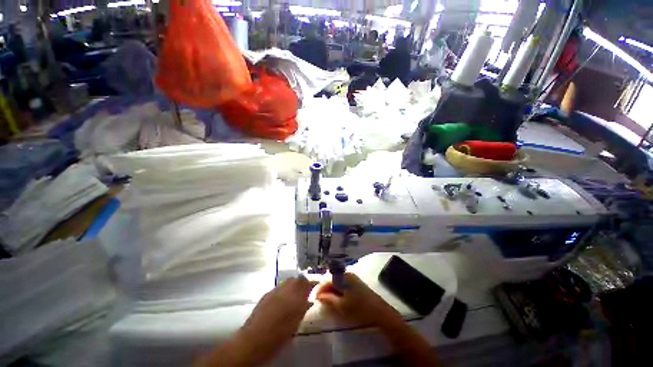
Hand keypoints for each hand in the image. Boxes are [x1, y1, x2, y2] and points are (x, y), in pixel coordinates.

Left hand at [239, 276, 316, 363]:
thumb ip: (303, 309)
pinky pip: (279, 288)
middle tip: (306, 292)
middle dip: (303, 283)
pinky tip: (283, 300)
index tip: (317, 285)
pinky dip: (284, 291)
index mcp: (295, 295)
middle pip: (297, 279)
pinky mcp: (266, 294)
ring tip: (295, 296)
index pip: (307, 283)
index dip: (313, 283)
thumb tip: (309, 301)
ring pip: (288, 282)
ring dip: (293, 286)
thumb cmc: (278, 335)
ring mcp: (275, 290)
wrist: (253, 340)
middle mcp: (285, 289)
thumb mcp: (295, 324)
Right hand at [317, 273, 401, 328]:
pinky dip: (337, 290)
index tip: (313, 298)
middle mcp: (347, 274)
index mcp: (343, 277)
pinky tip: (336, 298)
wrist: (379, 312)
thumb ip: (328, 299)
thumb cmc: (359, 309)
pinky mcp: (356, 282)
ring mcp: (352, 278)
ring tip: (326, 301)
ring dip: (330, 290)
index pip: (326, 279)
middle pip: (331, 279)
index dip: (318, 288)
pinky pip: (342, 283)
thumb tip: (317, 295)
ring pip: (336, 281)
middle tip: (318, 300)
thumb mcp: (341, 306)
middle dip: (324, 289)